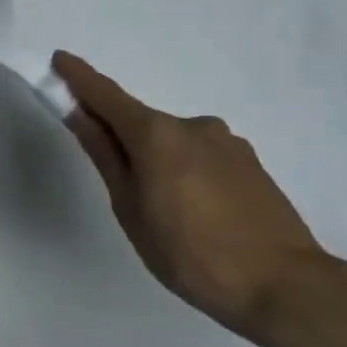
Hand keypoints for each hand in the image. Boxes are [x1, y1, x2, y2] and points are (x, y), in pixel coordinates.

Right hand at [52, 51, 326, 340]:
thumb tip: (79, 114)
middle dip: (122, 140)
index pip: (106, 95)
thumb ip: (105, 155)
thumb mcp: (131, 208)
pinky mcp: (251, 163)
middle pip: (141, 123)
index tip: (59, 59)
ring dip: (158, 161)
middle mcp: (192, 125)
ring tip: (165, 213)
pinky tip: (197, 213)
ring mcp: (227, 142)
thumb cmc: (190, 253)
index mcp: (156, 134)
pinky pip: (201, 157)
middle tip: (118, 185)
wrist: (287, 287)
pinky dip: (186, 172)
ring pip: (174, 143)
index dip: (80, 78)